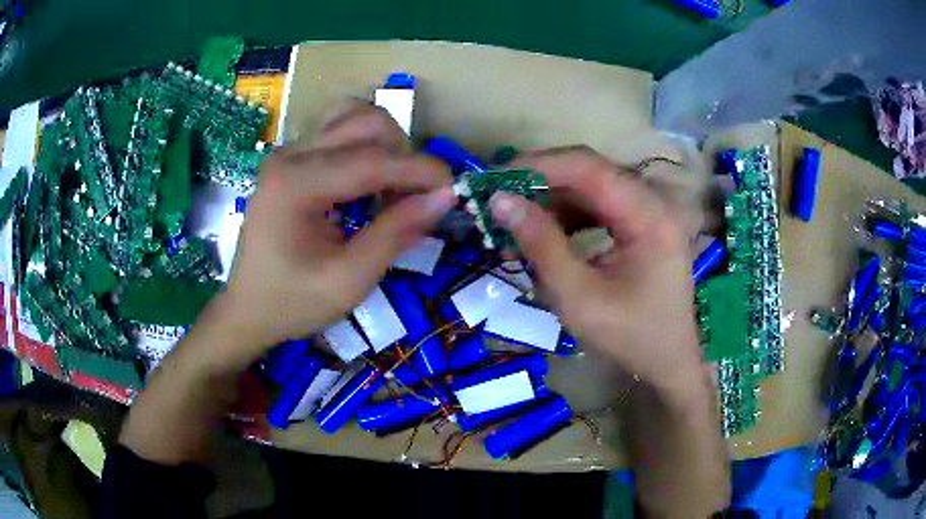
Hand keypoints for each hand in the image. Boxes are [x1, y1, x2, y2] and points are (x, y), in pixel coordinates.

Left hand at [199, 103, 454, 370]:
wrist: (247, 308)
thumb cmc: (292, 303)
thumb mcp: (349, 281)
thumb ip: (396, 234)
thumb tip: (444, 197)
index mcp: (296, 184)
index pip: (373, 160)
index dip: (421, 171)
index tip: (454, 191)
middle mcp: (291, 154)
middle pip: (367, 124)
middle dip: (404, 158)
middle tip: (412, 204)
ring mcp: (289, 151)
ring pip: (355, 118)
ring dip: (387, 146)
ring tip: (390, 190)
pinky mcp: (292, 157)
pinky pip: (339, 129)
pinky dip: (366, 145)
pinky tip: (368, 179)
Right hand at [489, 146, 702, 397]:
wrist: (667, 361)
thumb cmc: (629, 337)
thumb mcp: (579, 297)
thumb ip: (541, 245)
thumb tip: (500, 201)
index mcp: (650, 216)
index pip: (590, 167)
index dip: (540, 165)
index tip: (496, 178)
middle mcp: (655, 202)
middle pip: (591, 172)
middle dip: (542, 183)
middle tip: (500, 199)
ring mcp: (652, 211)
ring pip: (592, 187)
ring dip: (553, 201)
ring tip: (518, 223)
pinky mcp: (644, 223)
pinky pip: (600, 206)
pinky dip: (570, 216)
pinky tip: (548, 236)